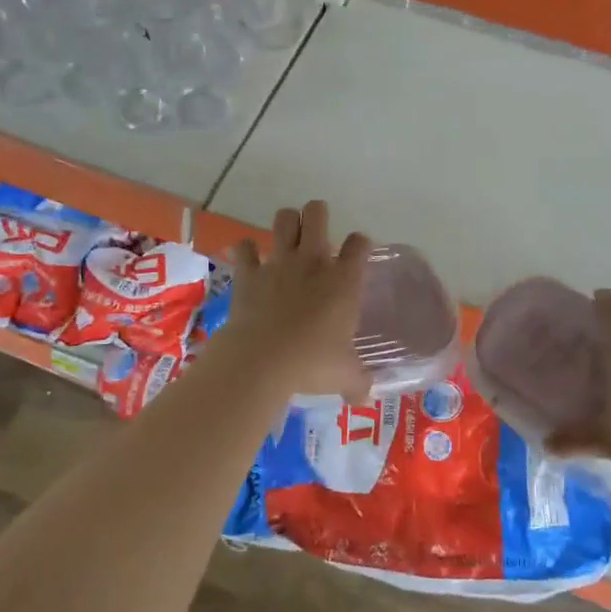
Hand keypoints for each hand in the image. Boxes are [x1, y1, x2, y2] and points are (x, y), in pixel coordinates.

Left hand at [220, 201, 372, 401]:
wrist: (263, 360)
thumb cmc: (312, 364)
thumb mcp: (345, 376)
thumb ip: (358, 381)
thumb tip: (366, 397)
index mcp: (344, 280)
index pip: (360, 244)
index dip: (360, 244)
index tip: (357, 253)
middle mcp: (314, 262)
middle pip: (317, 214)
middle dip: (317, 214)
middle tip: (317, 230)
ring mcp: (279, 263)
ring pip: (284, 220)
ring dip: (287, 222)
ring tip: (288, 234)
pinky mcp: (249, 273)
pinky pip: (244, 248)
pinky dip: (246, 250)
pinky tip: (248, 256)